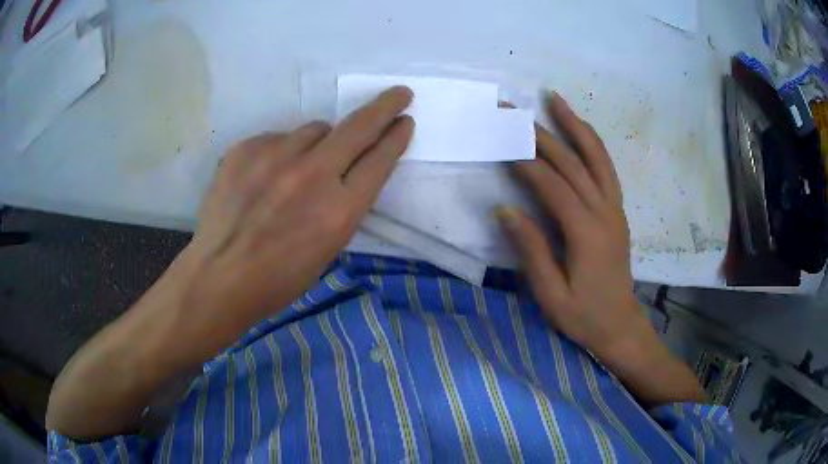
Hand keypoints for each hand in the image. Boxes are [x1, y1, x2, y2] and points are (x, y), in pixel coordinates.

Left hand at [179, 86, 413, 353]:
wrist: (220, 276)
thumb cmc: (279, 278)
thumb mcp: (328, 249)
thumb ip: (344, 203)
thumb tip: (346, 166)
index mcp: (339, 211)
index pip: (380, 160)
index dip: (396, 137)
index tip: (404, 120)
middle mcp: (312, 175)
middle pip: (358, 127)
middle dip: (385, 107)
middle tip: (399, 94)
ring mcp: (275, 156)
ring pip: (314, 130)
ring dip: (320, 142)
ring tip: (298, 171)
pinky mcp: (246, 149)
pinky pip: (278, 139)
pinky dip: (281, 152)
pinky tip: (265, 178)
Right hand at [498, 92, 704, 405]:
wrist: (620, 325)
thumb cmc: (583, 317)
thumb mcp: (551, 295)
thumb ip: (531, 250)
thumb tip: (504, 209)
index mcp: (587, 233)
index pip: (553, 186)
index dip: (526, 163)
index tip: (501, 141)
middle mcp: (605, 212)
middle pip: (573, 163)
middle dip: (542, 134)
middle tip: (514, 109)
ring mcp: (615, 208)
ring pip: (596, 157)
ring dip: (574, 125)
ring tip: (555, 99)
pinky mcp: (617, 211)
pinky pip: (606, 168)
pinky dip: (592, 143)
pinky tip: (580, 129)